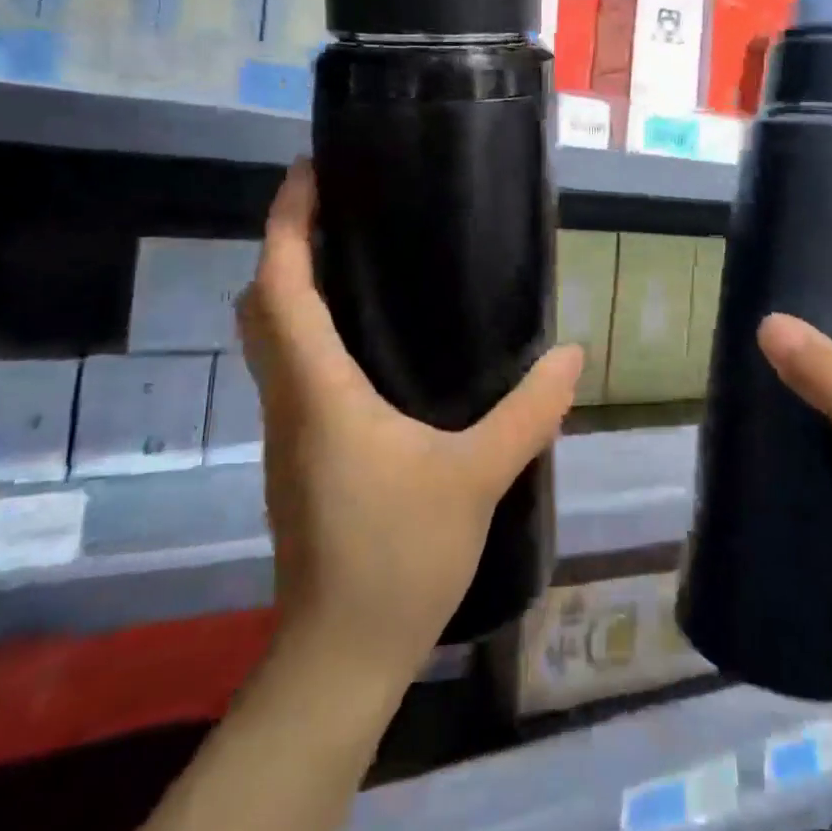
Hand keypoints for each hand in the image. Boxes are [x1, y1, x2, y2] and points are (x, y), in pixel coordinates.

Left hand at [237, 159, 581, 684]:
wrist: (339, 657)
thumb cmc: (396, 557)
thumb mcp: (476, 478)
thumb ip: (528, 412)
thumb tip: (571, 354)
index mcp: (318, 391)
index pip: (280, 287)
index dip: (285, 222)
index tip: (307, 173)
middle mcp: (289, 400)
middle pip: (260, 305)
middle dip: (284, 246)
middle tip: (334, 209)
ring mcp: (286, 431)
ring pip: (269, 339)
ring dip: (291, 288)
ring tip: (351, 257)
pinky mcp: (299, 456)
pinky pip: (290, 370)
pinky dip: (307, 331)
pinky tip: (362, 340)